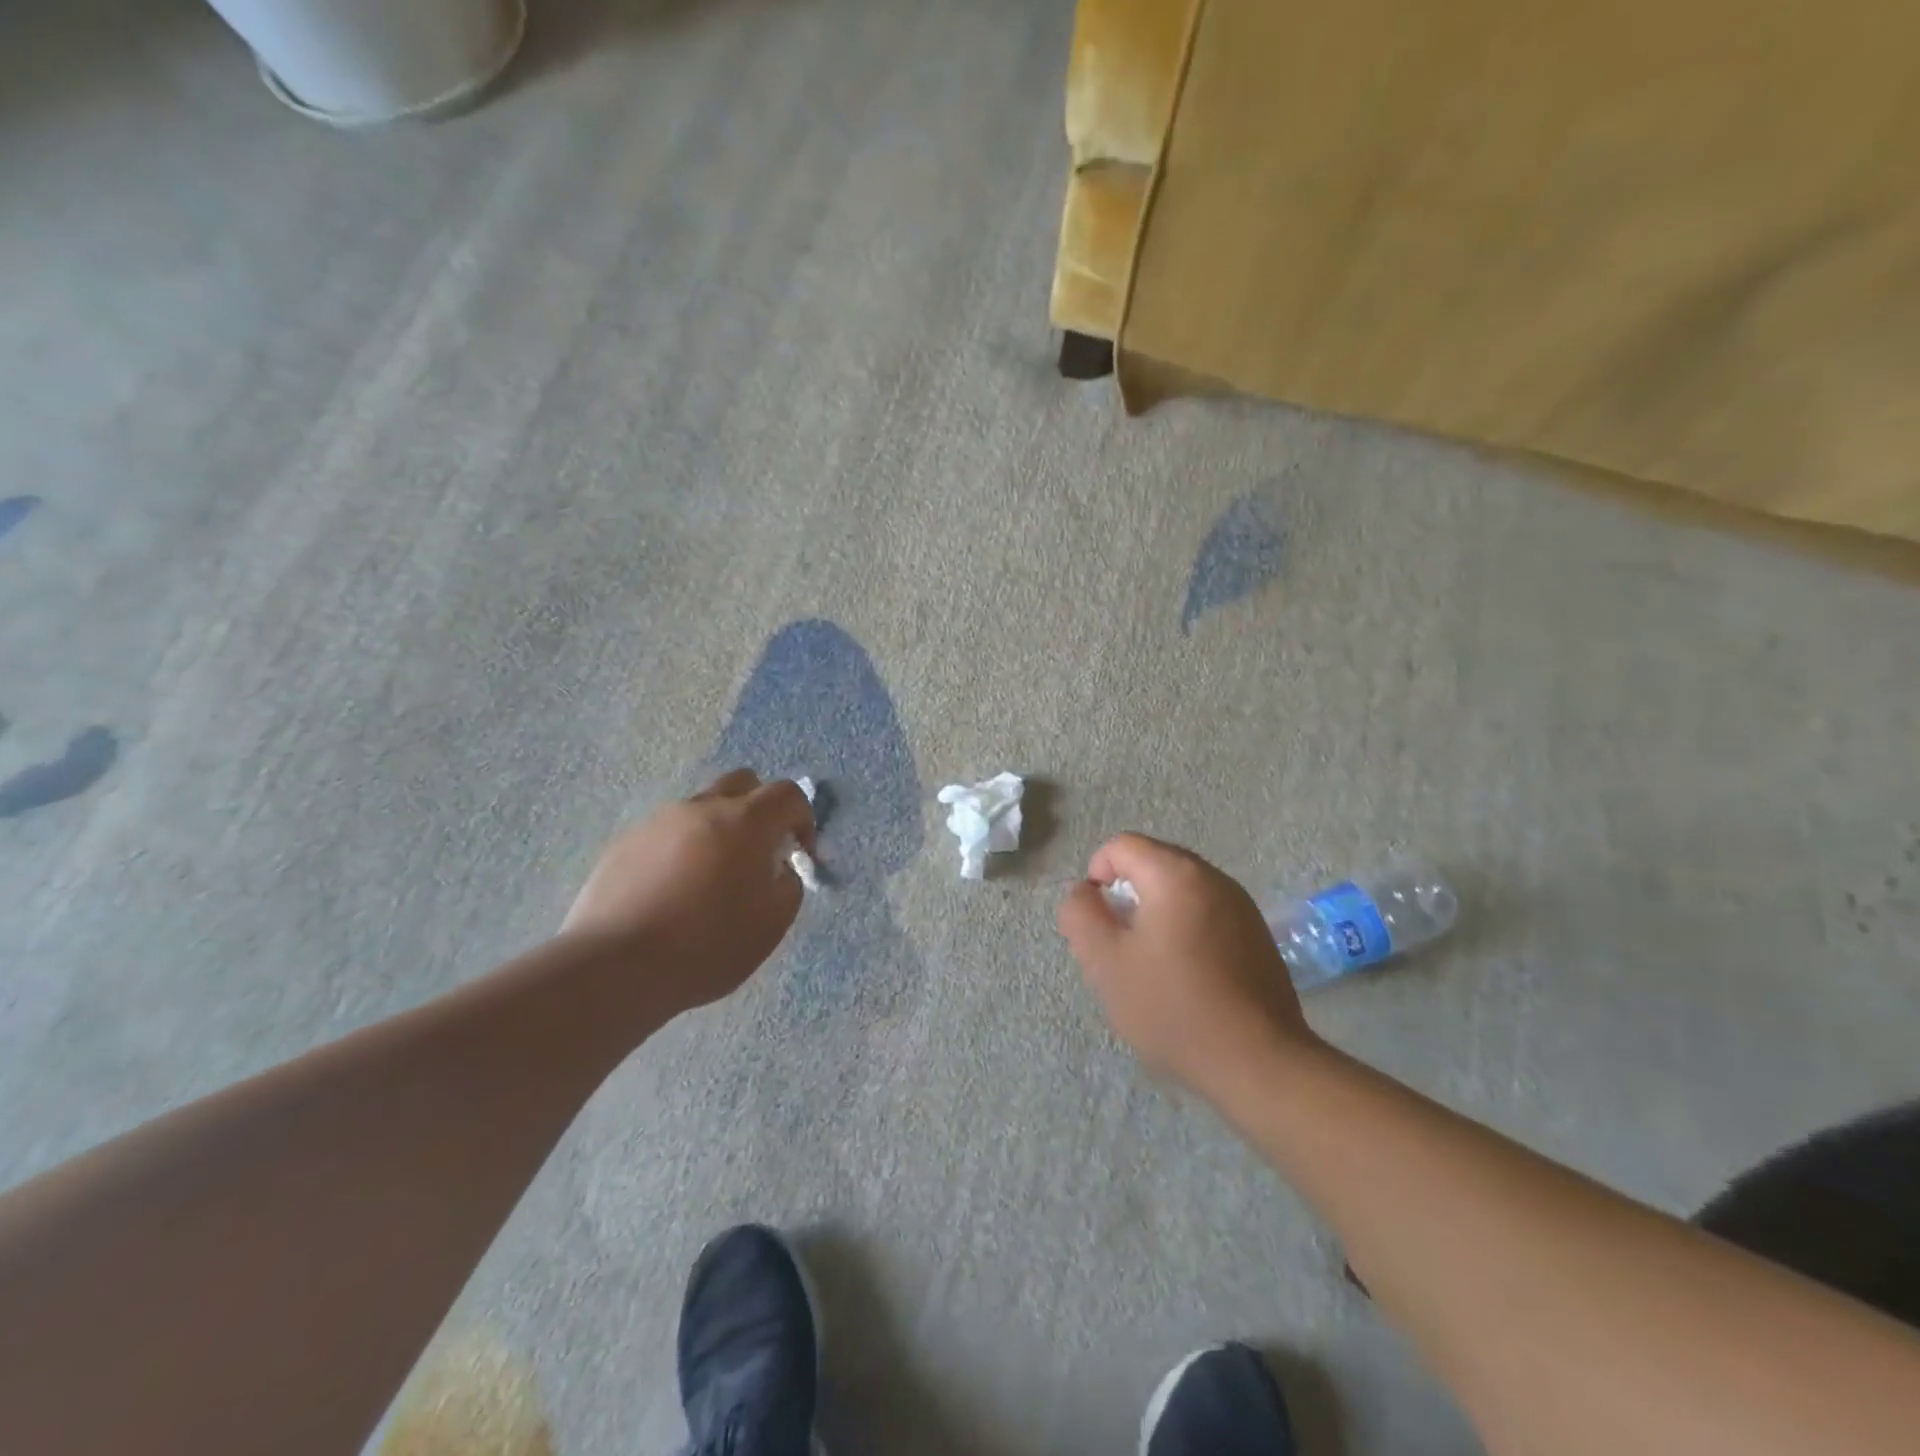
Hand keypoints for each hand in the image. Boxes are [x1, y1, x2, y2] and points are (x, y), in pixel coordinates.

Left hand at [563, 769, 815, 1014]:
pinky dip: (681, 848)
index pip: (788, 794)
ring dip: (718, 828)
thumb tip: (780, 869)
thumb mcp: (772, 923)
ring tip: (710, 877)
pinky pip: (667, 832)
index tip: (799, 854)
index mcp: (746, 820)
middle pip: (742, 783)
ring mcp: (659, 821)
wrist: (617, 966)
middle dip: (760, 808)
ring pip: (701, 807)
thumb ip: (789, 885)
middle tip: (759, 851)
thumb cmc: (708, 945)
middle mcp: (703, 807)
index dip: (803, 819)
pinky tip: (672, 891)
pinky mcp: (625, 842)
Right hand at [1057, 833, 1320, 1097]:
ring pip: (1180, 890)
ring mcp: (1242, 906)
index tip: (1098, 923)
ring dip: (1156, 914)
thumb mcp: (1105, 962)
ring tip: (1151, 965)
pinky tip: (1186, 976)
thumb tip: (1084, 891)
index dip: (1097, 876)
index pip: (1121, 846)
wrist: (1258, 1062)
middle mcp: (1213, 878)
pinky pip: (1206, 913)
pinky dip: (1185, 929)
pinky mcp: (1257, 935)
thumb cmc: (1172, 1007)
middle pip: (1153, 863)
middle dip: (1127, 896)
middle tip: (1120, 946)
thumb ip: (1081, 914)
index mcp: (1176, 874)